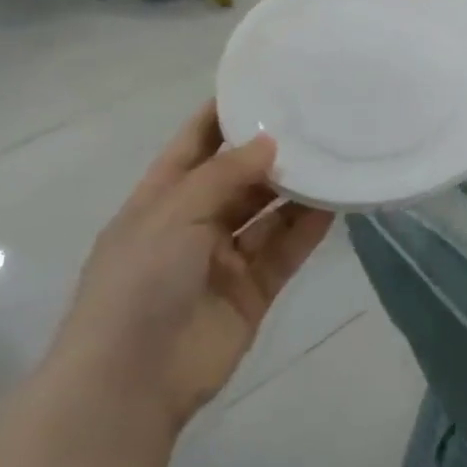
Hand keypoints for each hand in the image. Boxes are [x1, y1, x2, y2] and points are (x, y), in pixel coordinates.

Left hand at [43, 102, 332, 435]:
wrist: (130, 384)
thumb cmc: (138, 284)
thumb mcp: (174, 214)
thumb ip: (224, 175)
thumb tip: (270, 142)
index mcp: (162, 199)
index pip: (195, 143)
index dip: (224, 113)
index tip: (263, 82)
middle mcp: (195, 223)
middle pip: (239, 176)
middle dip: (271, 150)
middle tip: (317, 116)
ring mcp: (225, 257)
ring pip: (269, 212)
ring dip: (297, 187)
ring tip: (335, 152)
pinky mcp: (254, 288)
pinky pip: (286, 248)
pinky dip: (309, 226)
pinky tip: (337, 200)